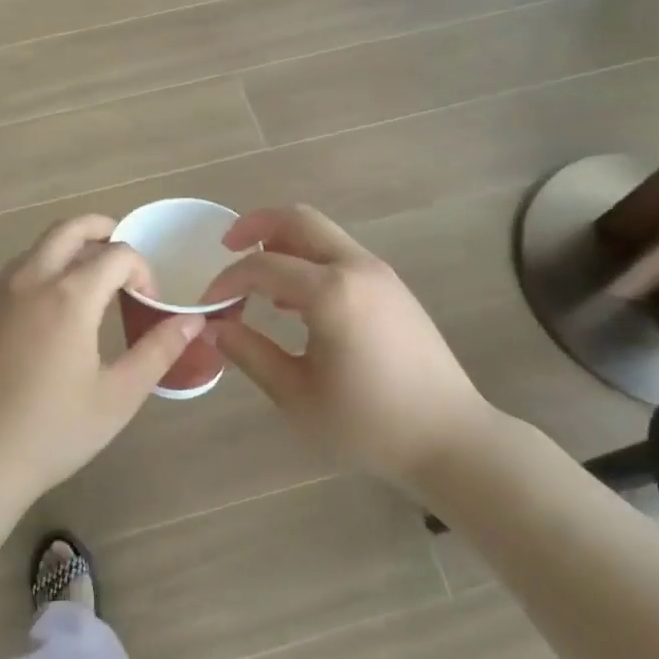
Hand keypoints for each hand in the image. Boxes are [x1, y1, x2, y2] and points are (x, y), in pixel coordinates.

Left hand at [0, 215, 202, 518]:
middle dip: (101, 230)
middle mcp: (28, 282)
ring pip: (33, 252)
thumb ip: (158, 351)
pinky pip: (6, 284)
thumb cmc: (53, 432)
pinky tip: (40, 325)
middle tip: (119, 254)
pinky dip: (33, 284)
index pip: (117, 255)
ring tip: (84, 286)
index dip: (142, 270)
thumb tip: (192, 321)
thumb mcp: (118, 396)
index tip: (148, 302)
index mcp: (69, 296)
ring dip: (64, 254)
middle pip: (67, 229)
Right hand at [204, 205, 498, 487]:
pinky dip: (309, 260)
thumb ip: (250, 354)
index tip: (207, 304)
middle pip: (298, 219)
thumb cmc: (369, 425)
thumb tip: (214, 328)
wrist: (451, 439)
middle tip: (225, 247)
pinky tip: (294, 303)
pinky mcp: (392, 288)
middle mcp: (356, 268)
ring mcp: (380, 274)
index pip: (262, 266)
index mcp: (331, 293)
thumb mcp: (297, 396)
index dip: (227, 280)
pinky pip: (340, 255)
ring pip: (322, 234)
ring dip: (284, 243)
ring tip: (256, 278)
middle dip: (255, 225)